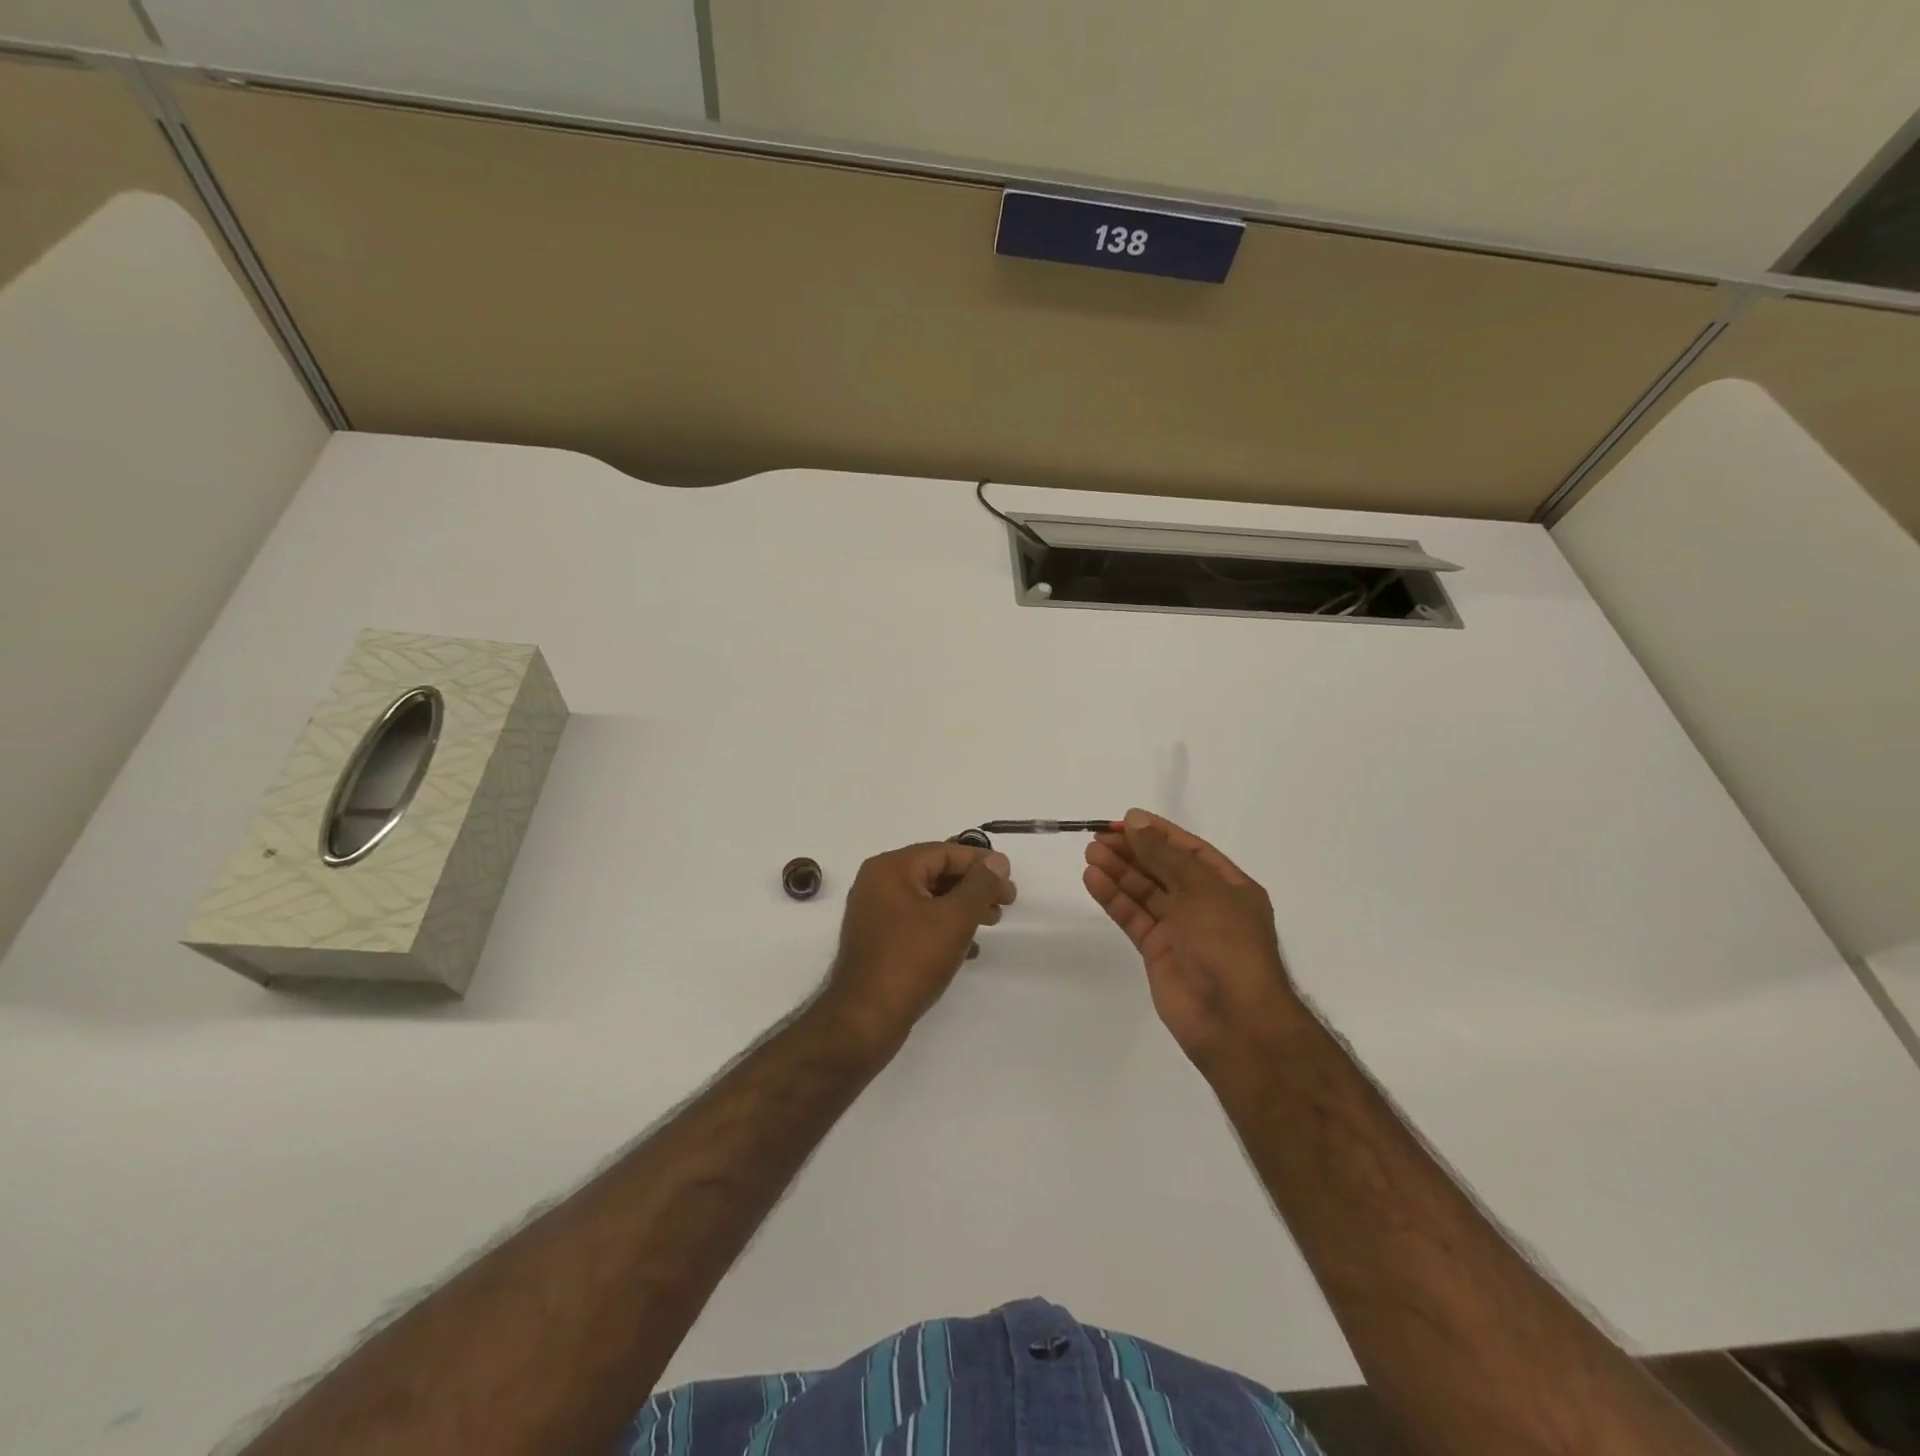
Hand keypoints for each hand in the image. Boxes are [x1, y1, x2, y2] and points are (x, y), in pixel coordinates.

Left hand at [821, 841, 1016, 1049]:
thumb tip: (998, 861)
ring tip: (992, 922)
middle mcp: (878, 883)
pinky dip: (944, 927)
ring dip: (962, 907)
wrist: (865, 1019)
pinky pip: (918, 922)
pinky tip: (970, 948)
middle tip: (1006, 902)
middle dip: (974, 886)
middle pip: (936, 873)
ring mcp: (875, 913)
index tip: (1010, 877)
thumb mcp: (954, 918)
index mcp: (890, 868)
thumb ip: (980, 885)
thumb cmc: (911, 960)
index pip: (944, 852)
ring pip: (928, 899)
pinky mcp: (878, 941)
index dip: (980, 862)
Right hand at [1084, 809, 1299, 1071]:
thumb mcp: (1201, 889)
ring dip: (1119, 872)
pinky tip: (1093, 880)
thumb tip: (1136, 822)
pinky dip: (1114, 898)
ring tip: (1090, 853)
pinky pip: (1133, 917)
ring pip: (1145, 892)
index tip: (1125, 820)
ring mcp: (1181, 930)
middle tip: (1098, 836)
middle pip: (1163, 869)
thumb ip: (1164, 854)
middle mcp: (1206, 905)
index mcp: (1229, 887)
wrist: (1233, 1019)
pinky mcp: (1158, 952)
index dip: (1158, 833)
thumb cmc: (1227, 943)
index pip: (1190, 850)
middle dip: (1133, 851)